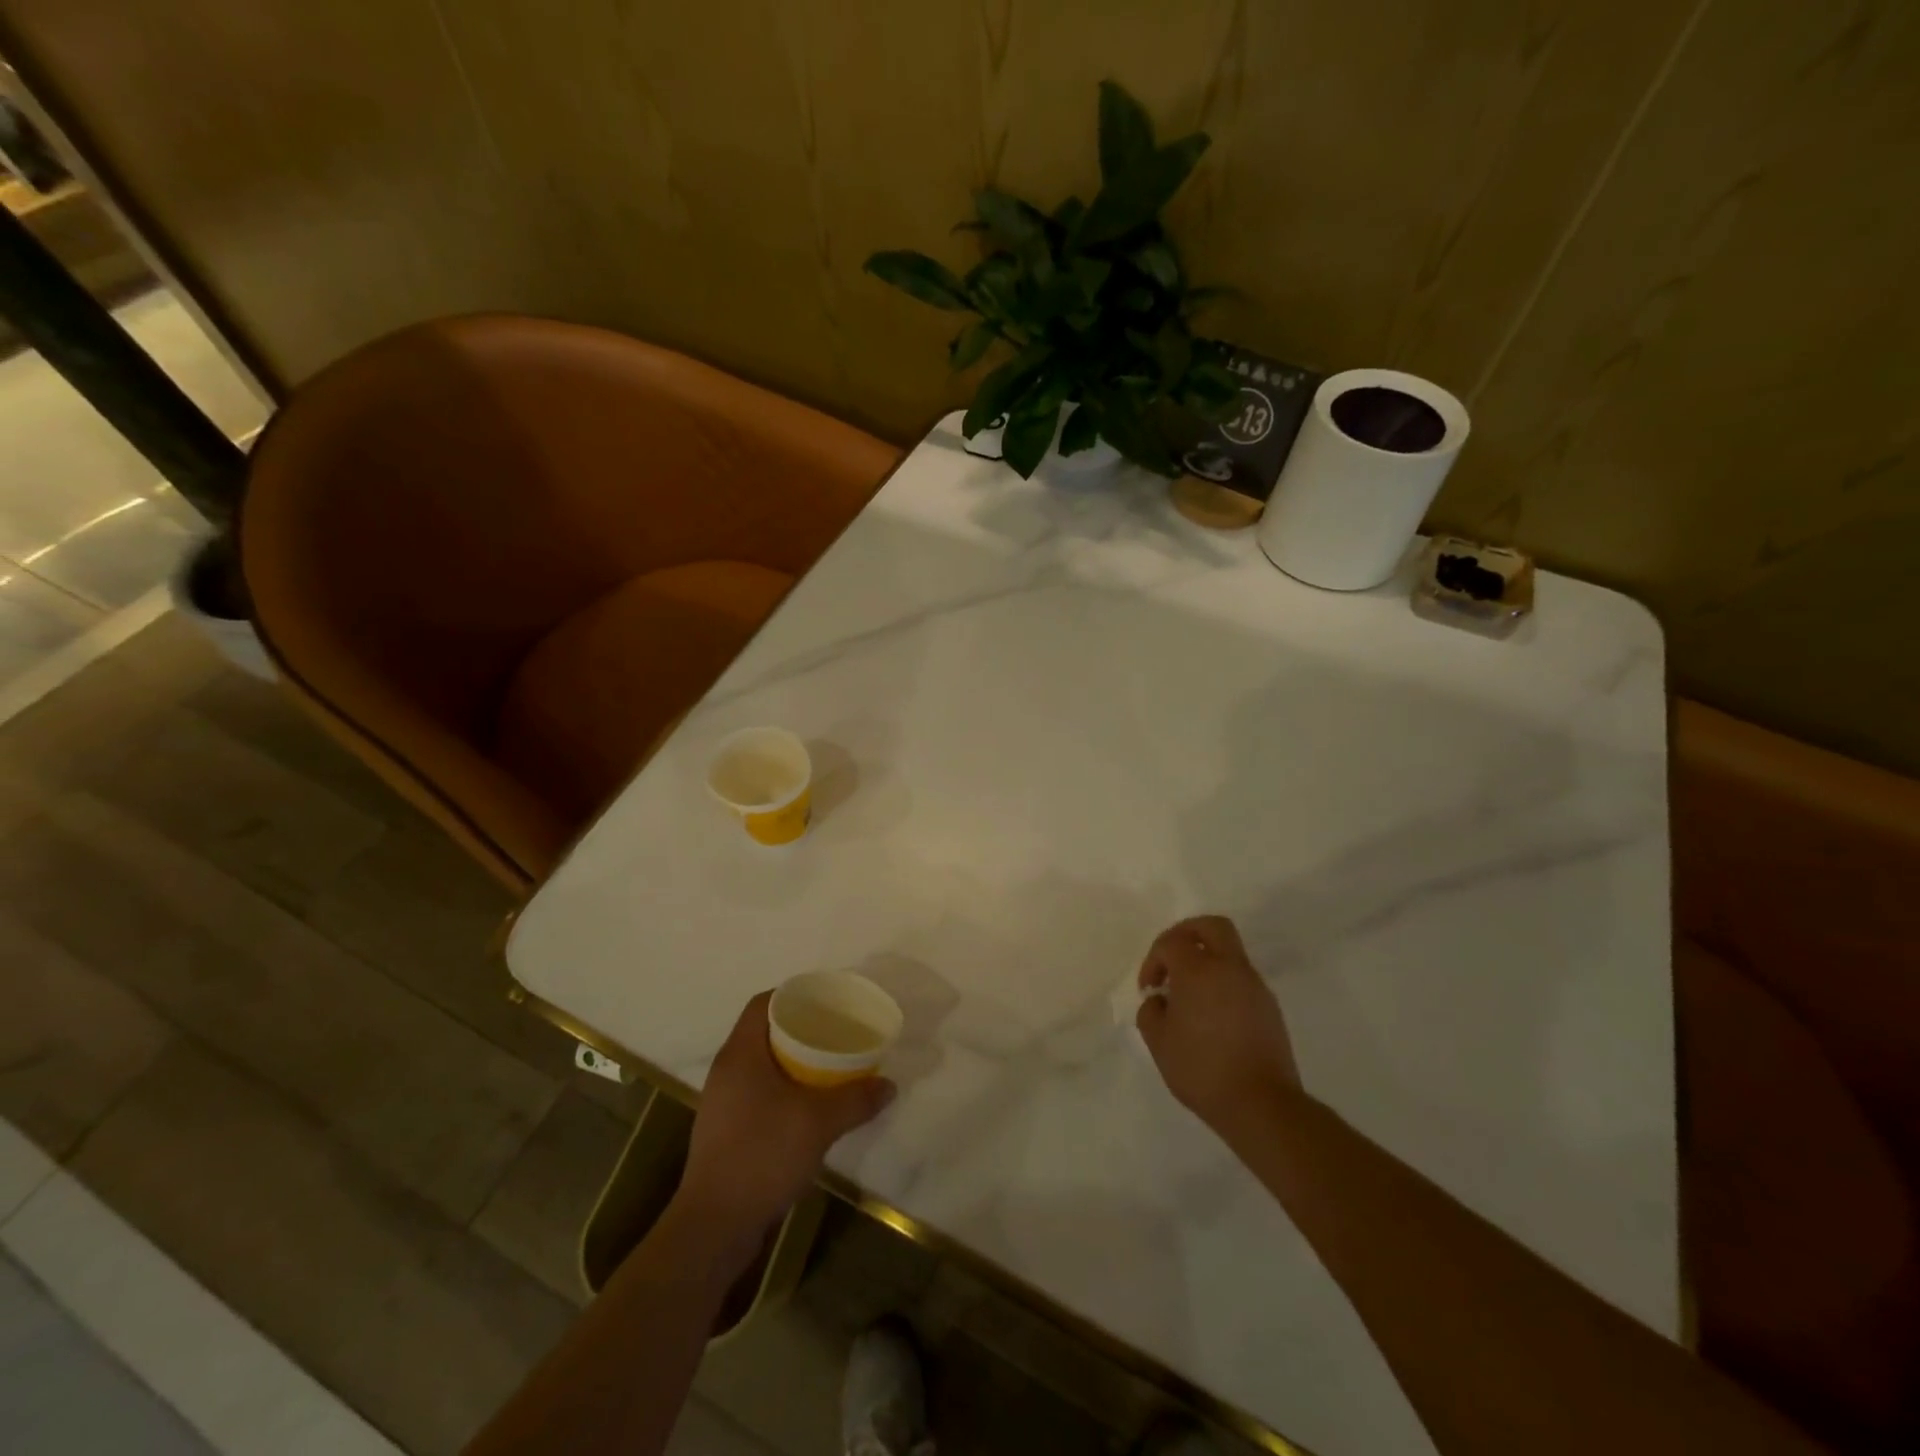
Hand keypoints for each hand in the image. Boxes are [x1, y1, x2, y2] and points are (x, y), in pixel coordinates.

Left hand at [678, 992, 894, 1244]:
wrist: (715, 1226)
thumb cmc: (762, 1155)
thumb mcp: (819, 1123)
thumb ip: (856, 1099)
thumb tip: (889, 1085)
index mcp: (740, 1053)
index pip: (763, 1003)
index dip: (793, 994)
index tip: (825, 1000)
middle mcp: (727, 1071)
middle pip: (763, 1032)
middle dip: (800, 1029)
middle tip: (836, 1031)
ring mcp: (722, 1103)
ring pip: (762, 1065)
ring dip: (793, 1062)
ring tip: (829, 1066)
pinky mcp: (725, 1132)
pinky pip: (758, 1093)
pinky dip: (784, 1090)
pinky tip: (809, 1107)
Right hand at [1137, 916, 1301, 1133]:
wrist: (1262, 1104)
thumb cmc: (1202, 1069)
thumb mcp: (1159, 1042)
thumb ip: (1151, 1011)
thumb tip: (1160, 1000)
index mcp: (1199, 970)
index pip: (1172, 942)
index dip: (1154, 959)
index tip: (1149, 989)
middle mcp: (1230, 968)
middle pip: (1212, 926)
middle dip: (1187, 933)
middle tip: (1172, 958)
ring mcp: (1254, 986)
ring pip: (1229, 952)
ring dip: (1206, 961)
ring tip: (1189, 998)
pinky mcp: (1269, 1007)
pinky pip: (1241, 979)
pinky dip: (1222, 983)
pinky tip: (1211, 1017)